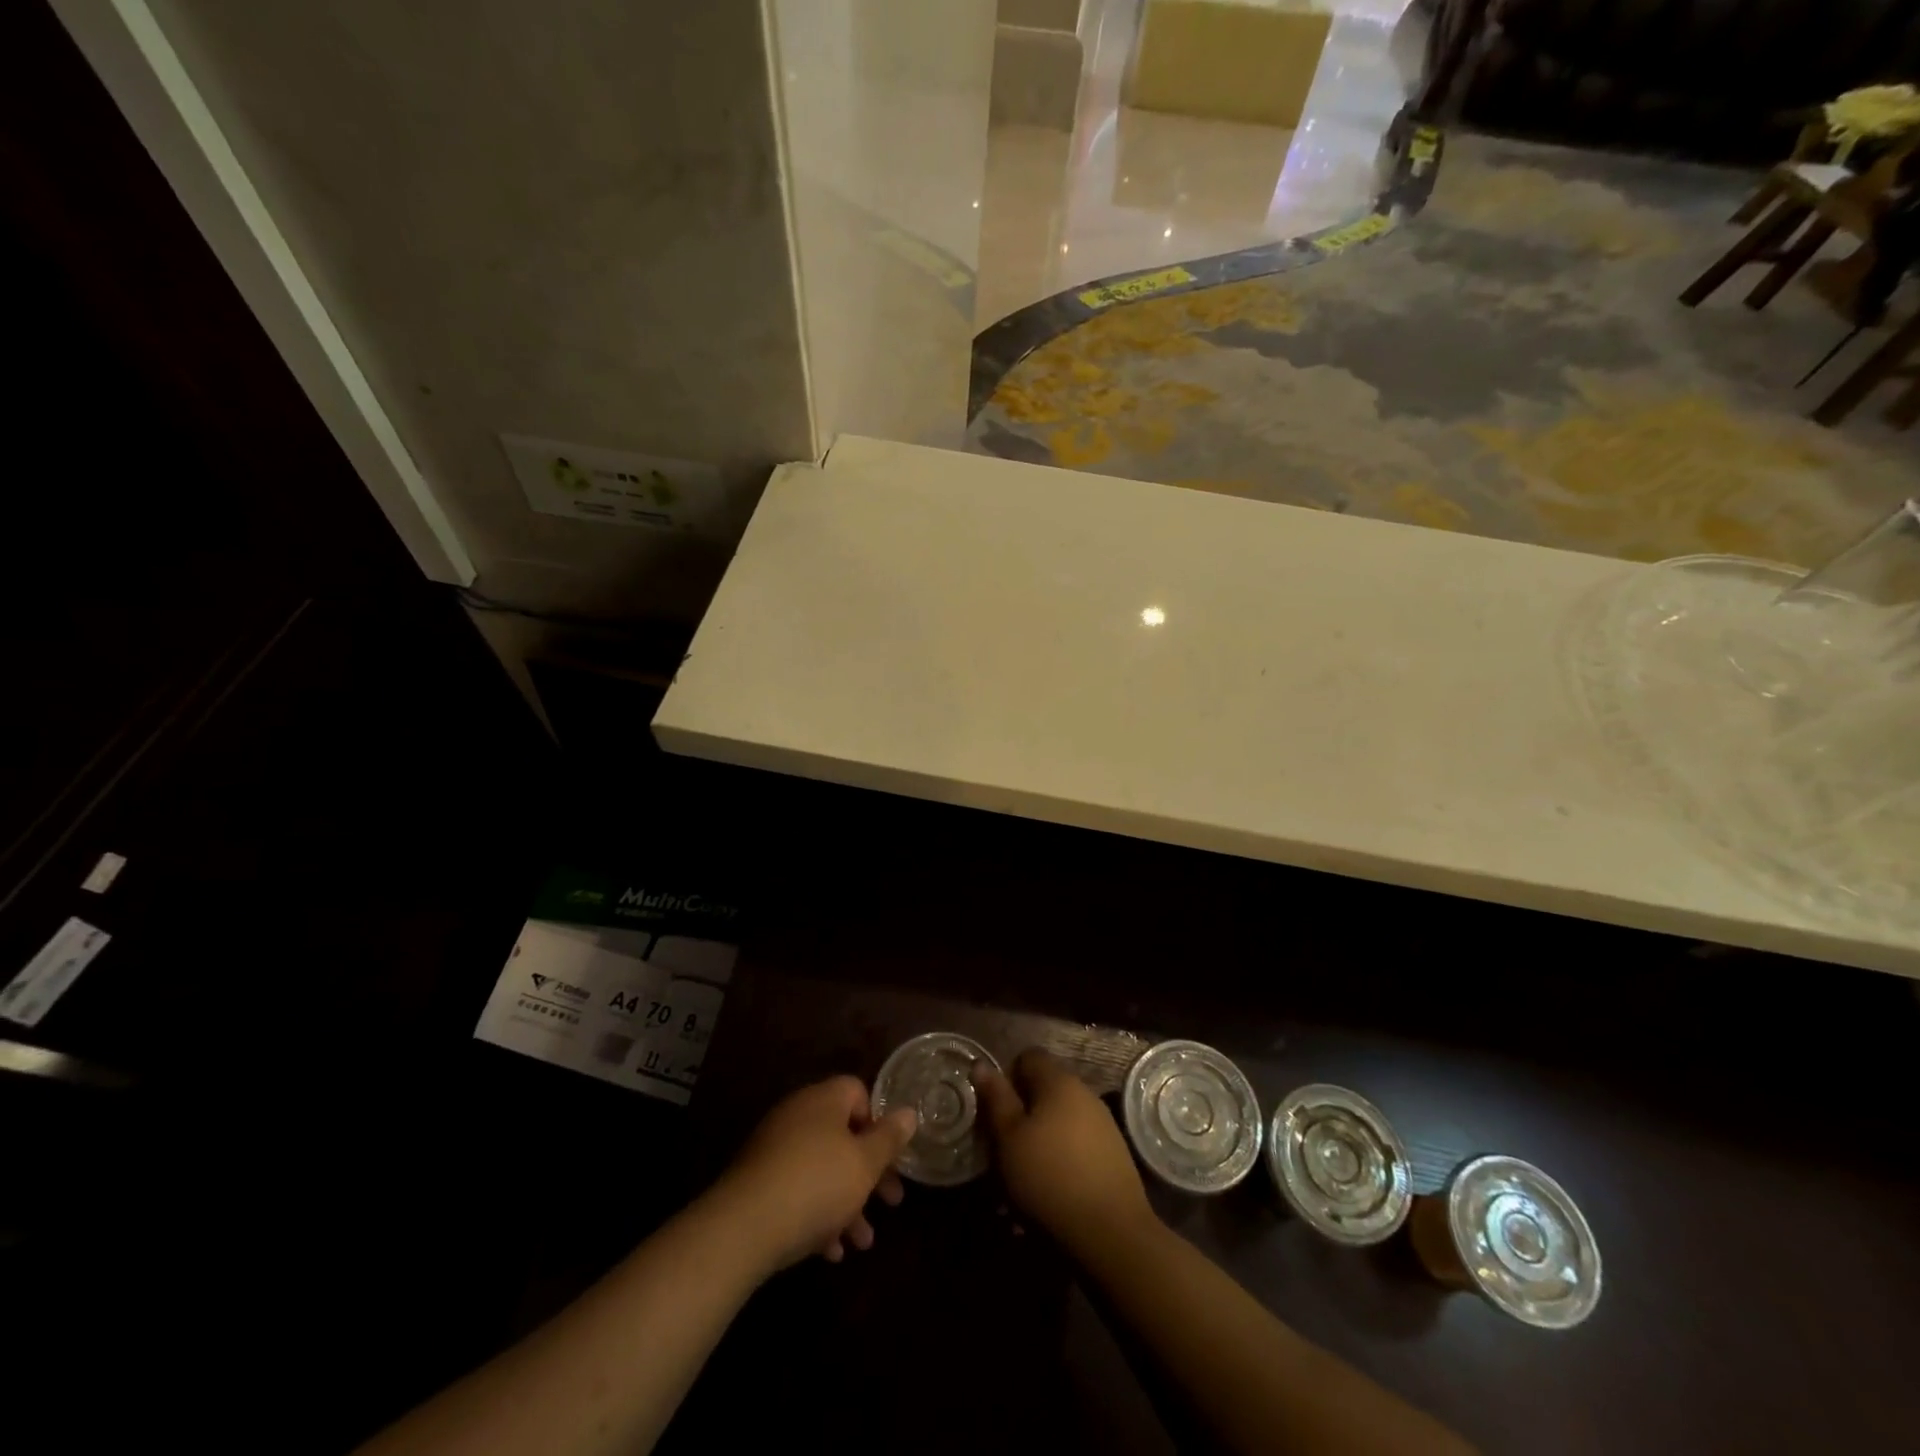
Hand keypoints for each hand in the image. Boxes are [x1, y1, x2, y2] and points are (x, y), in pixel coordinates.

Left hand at [710, 1076, 917, 1273]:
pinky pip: (797, 1191)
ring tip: (863, 1242)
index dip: (878, 1122)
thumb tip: (909, 1112)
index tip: (891, 1156)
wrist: (743, 1228)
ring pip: (822, 1170)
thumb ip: (889, 1138)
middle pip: (843, 1136)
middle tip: (891, 1203)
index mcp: (824, 1100)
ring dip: (846, 1203)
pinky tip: (830, 1251)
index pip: (858, 1093)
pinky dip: (817, 1215)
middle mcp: (798, 1116)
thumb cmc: (816, 1185)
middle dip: (869, 1173)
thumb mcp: (865, 1163)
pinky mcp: (758, 1183)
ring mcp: (774, 1149)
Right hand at [973, 1049, 1155, 1255]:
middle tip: (1005, 1146)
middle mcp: (1084, 1092)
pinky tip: (1054, 1187)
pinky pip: (1078, 1142)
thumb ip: (996, 1097)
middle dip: (1023, 1111)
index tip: (996, 1110)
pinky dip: (1062, 1155)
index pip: (1028, 1057)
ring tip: (1027, 1173)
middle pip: (1045, 1088)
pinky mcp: (1114, 1153)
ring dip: (1042, 1136)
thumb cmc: (1049, 1177)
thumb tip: (981, 1063)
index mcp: (1059, 1081)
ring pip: (1061, 1117)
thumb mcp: (1009, 1137)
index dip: (1007, 1077)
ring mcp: (1103, 1122)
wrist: (1111, 1232)